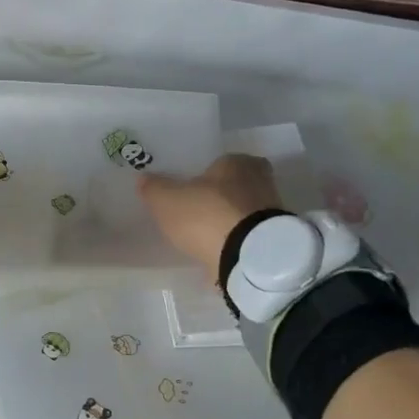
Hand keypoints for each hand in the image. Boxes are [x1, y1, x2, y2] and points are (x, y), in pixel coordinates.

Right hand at [137, 154, 284, 276]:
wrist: (248, 256)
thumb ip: (154, 188)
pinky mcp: (275, 239)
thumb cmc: (206, 215)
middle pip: (235, 185)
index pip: (220, 162)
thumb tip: (143, 178)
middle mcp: (260, 180)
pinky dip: (236, 240)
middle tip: (197, 211)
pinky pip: (249, 234)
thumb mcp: (167, 200)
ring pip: (243, 210)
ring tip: (205, 235)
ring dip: (229, 220)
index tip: (191, 189)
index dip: (205, 175)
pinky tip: (219, 250)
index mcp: (236, 162)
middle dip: (219, 197)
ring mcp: (271, 211)